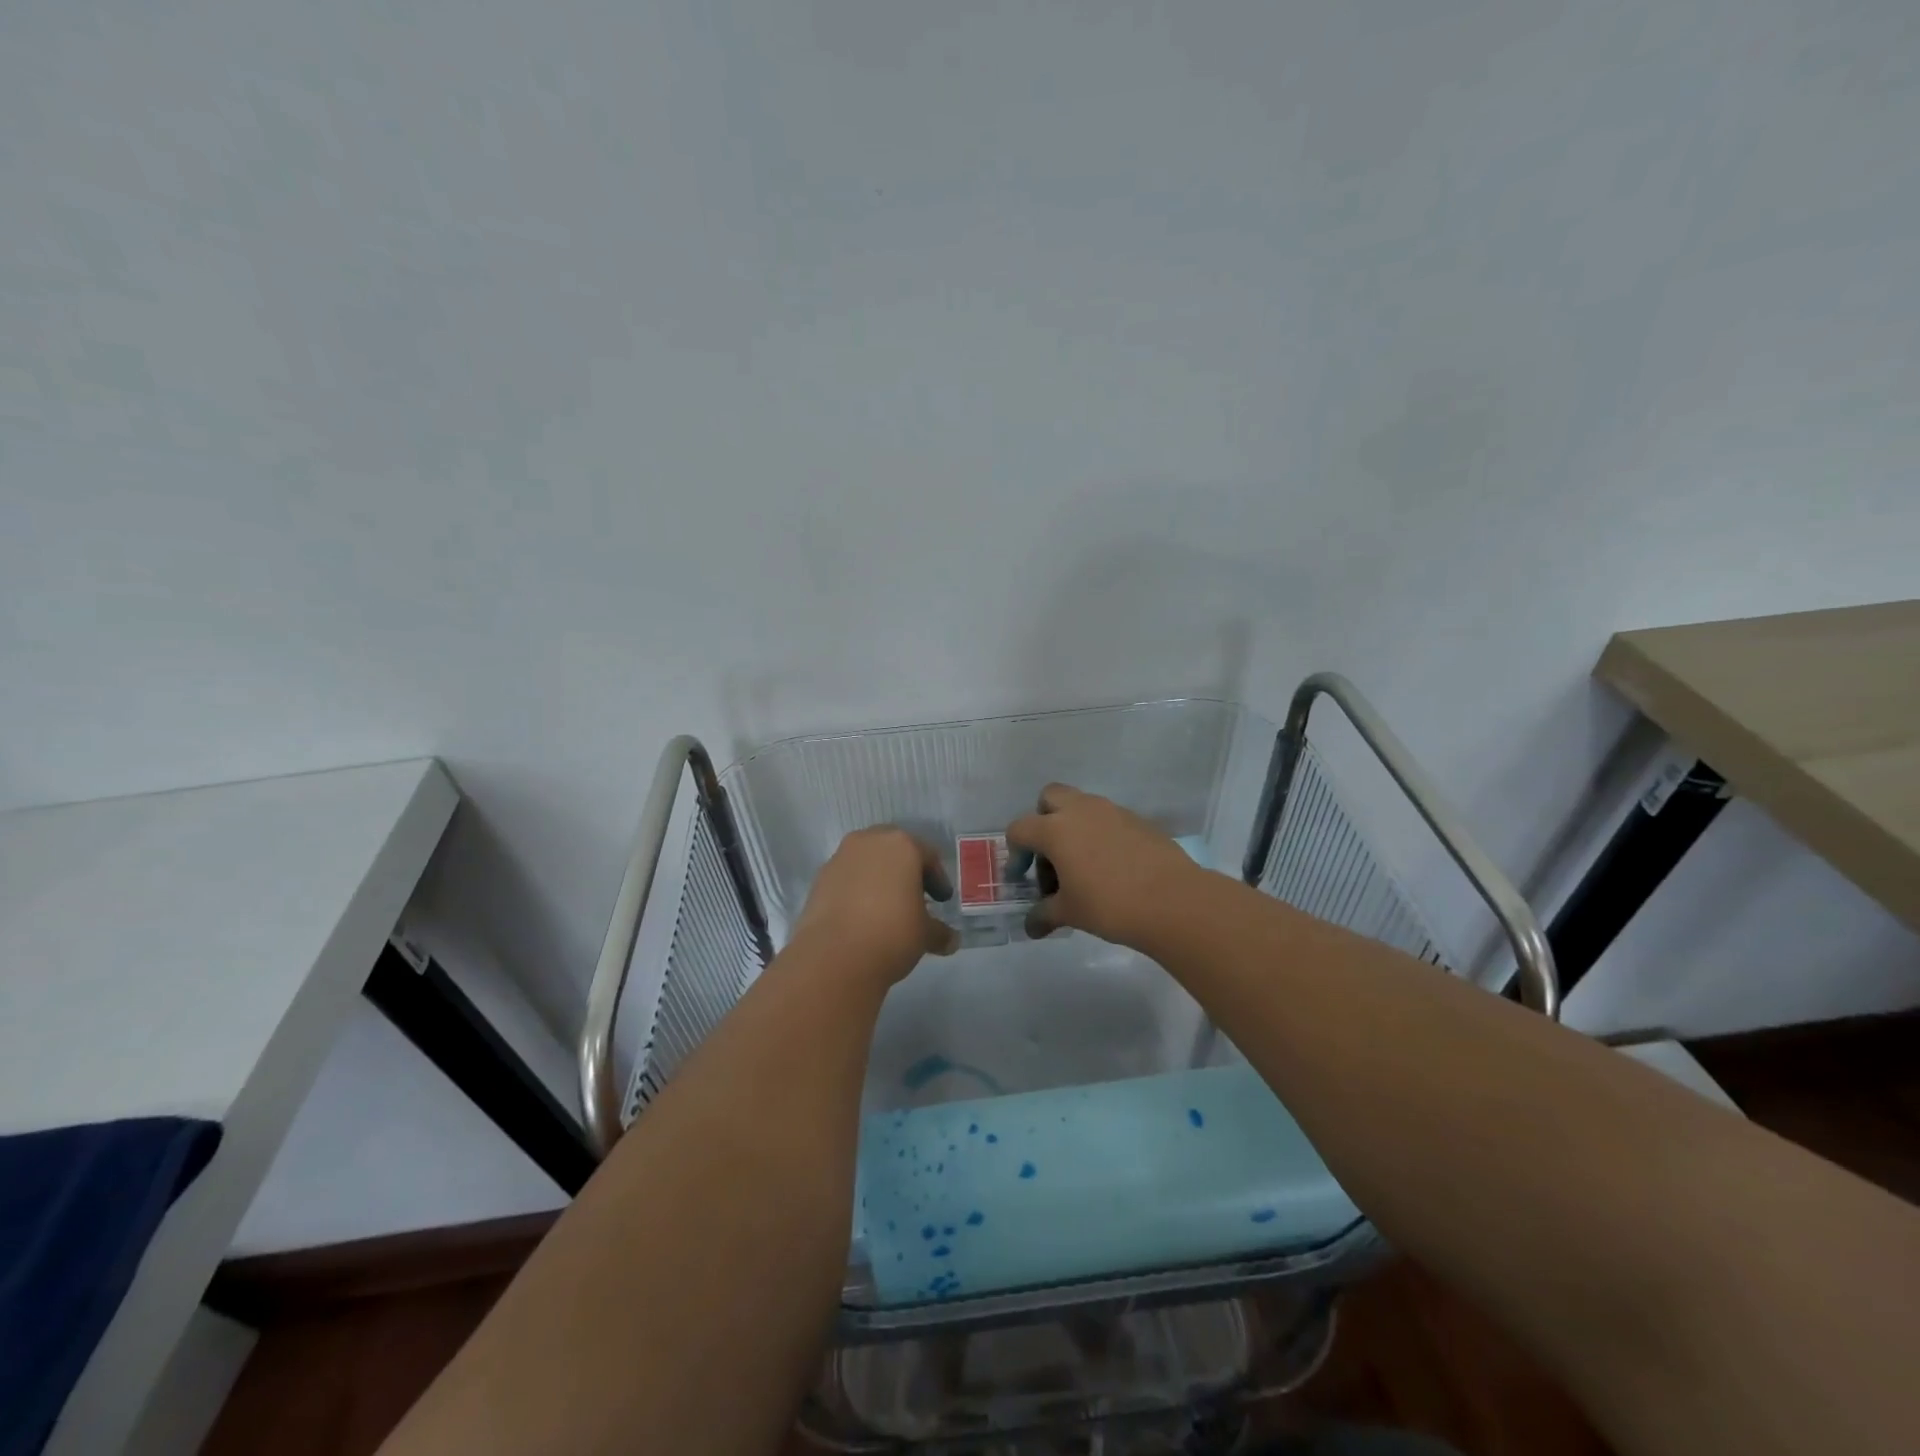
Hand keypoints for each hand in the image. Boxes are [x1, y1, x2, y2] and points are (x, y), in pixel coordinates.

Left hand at [792, 827, 958, 985]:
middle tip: (915, 898)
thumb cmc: (892, 933)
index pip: (928, 856)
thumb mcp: (925, 935)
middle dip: (906, 872)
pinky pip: (847, 878)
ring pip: (868, 862)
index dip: (938, 880)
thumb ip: (939, 932)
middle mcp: (869, 842)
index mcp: (902, 845)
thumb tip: (951, 941)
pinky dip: (857, 891)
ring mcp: (840, 858)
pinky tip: (862, 917)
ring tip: (886, 909)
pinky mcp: (819, 879)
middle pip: (895, 851)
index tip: (941, 901)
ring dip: (879, 879)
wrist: (834, 957)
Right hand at [1007, 784, 1202, 947]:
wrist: (1173, 901)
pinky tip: (1112, 868)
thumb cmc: (1110, 905)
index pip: (1020, 828)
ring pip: (1082, 806)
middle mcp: (1081, 810)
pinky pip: (1109, 819)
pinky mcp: (1139, 820)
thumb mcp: (1069, 913)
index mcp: (1055, 829)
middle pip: (1050, 798)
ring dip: (1074, 828)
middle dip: (1043, 821)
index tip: (1024, 879)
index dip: (1015, 854)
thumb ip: (1044, 914)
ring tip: (1083, 867)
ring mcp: (1113, 811)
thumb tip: (1031, 926)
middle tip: (1051, 856)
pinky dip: (1101, 835)